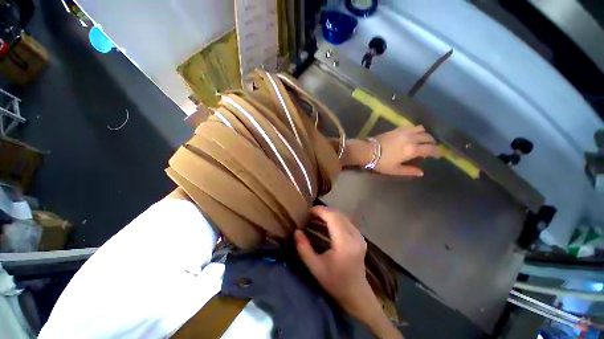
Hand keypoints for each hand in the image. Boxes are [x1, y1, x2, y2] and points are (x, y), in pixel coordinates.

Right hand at [295, 207, 402, 337]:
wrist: (356, 293)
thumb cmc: (334, 282)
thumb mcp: (315, 267)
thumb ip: (304, 248)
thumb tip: (297, 231)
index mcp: (345, 243)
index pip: (333, 218)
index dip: (320, 211)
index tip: (308, 211)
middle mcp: (355, 236)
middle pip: (338, 214)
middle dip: (323, 210)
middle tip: (310, 214)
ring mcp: (359, 236)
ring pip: (343, 216)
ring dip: (329, 213)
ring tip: (316, 217)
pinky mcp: (360, 237)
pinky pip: (346, 221)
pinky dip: (335, 218)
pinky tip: (327, 223)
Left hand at [373, 125, 439, 176]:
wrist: (367, 151)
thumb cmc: (381, 162)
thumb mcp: (395, 170)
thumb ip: (409, 171)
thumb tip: (421, 173)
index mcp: (412, 150)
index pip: (431, 149)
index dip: (437, 152)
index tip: (439, 155)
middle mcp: (411, 138)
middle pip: (428, 137)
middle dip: (432, 143)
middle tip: (431, 148)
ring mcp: (404, 132)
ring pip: (421, 129)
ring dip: (425, 134)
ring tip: (423, 140)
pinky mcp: (397, 129)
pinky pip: (411, 126)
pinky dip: (416, 130)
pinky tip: (413, 135)